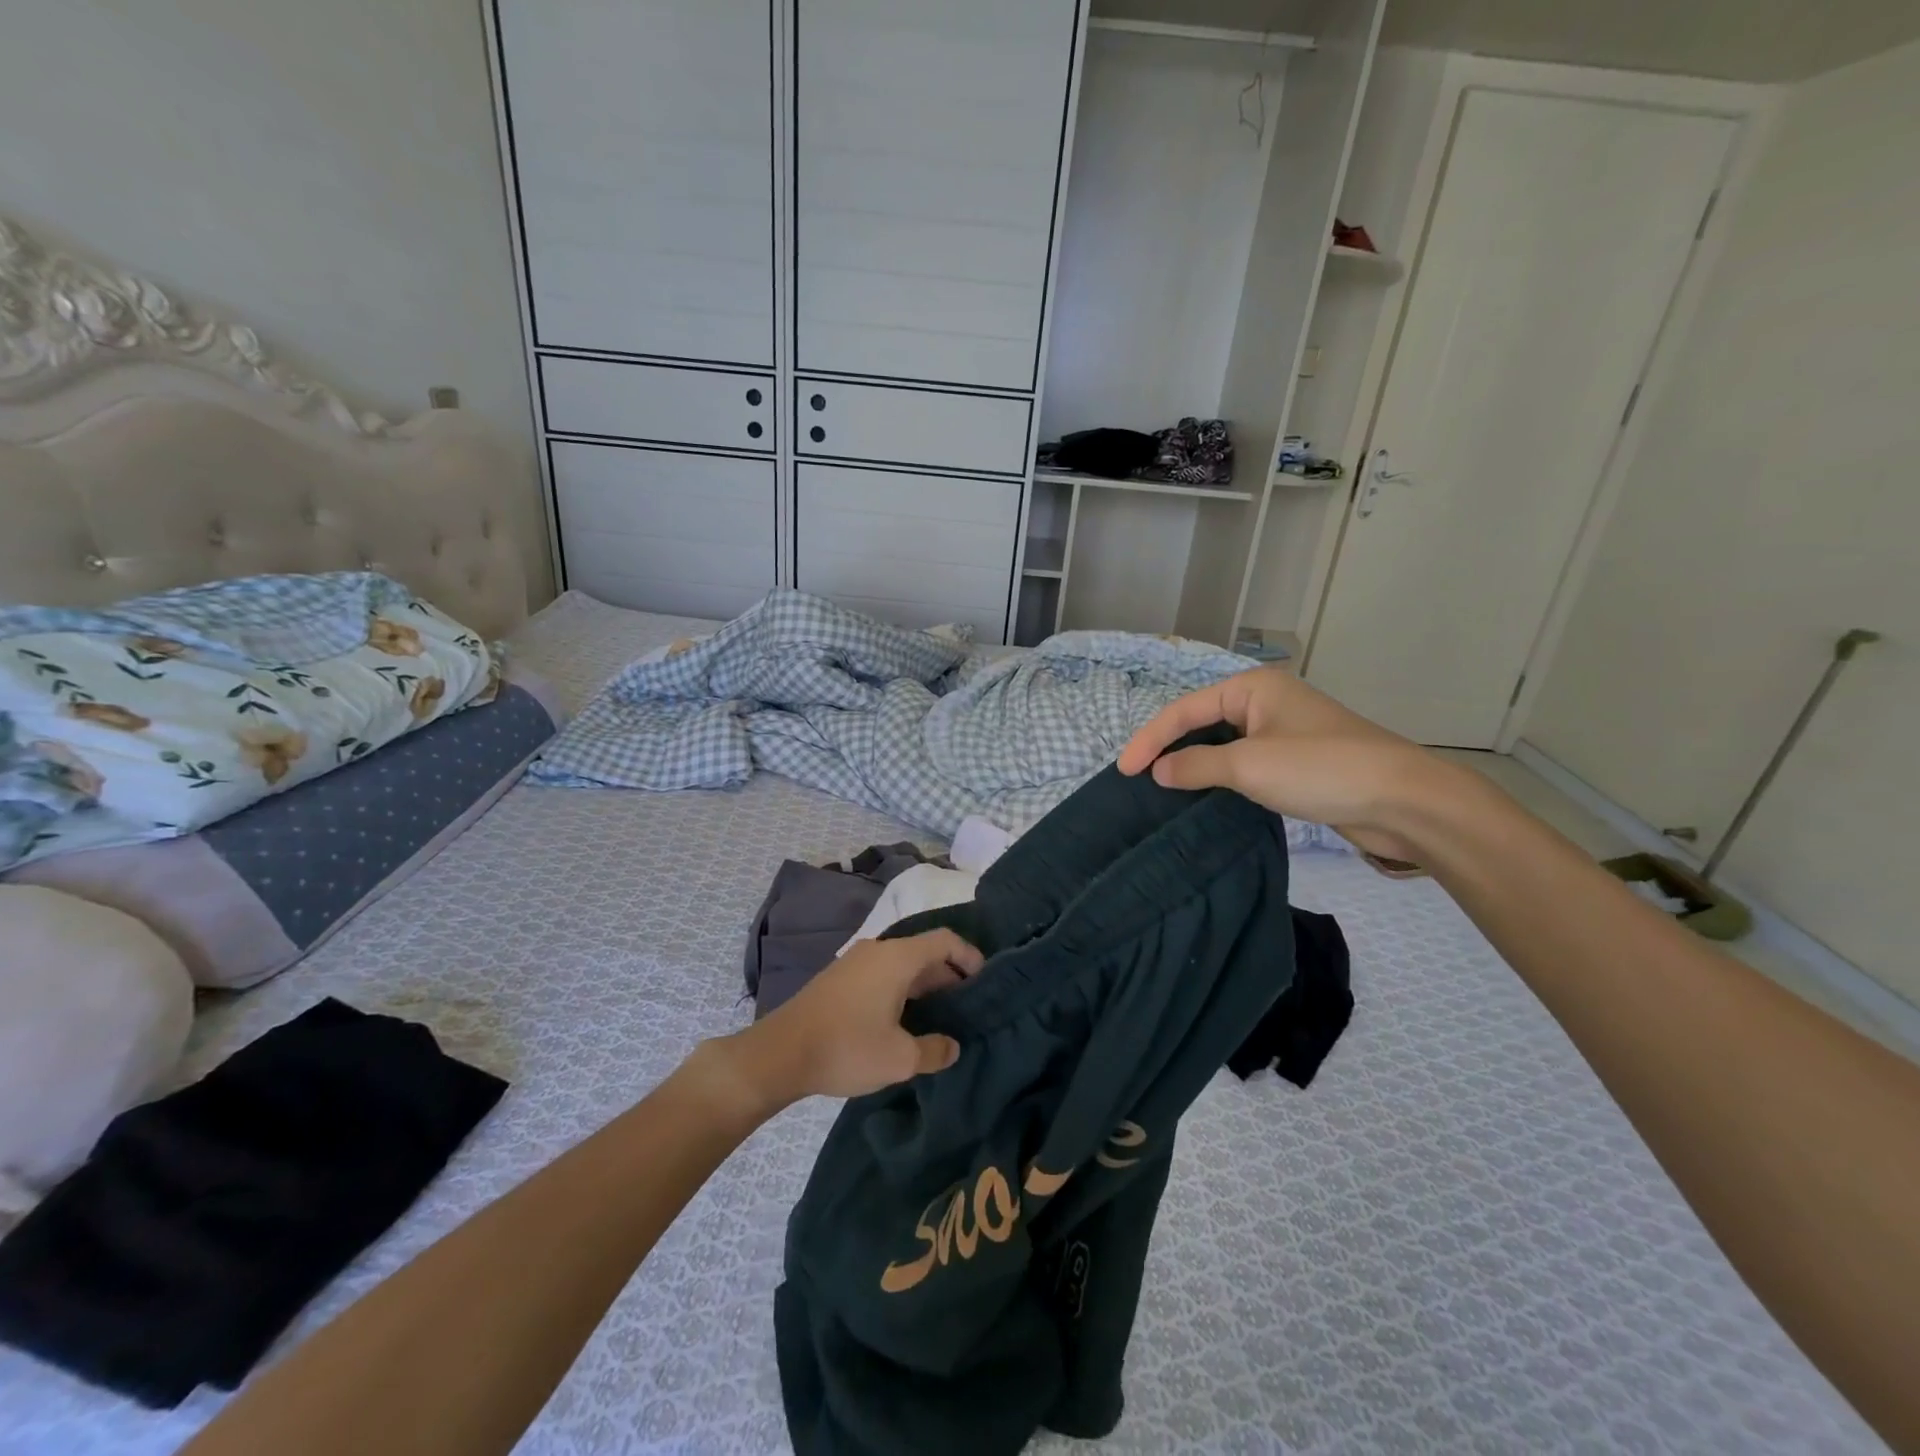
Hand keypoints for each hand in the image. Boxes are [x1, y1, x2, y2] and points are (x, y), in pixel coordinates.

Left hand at [718, 930, 982, 1111]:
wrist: (780, 1053)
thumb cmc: (846, 1047)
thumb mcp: (900, 1058)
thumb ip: (935, 1050)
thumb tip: (952, 1046)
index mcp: (898, 958)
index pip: (945, 940)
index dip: (970, 955)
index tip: (986, 980)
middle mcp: (879, 950)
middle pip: (925, 951)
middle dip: (950, 975)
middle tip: (969, 1006)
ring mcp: (856, 962)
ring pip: (903, 964)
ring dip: (925, 985)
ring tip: (942, 1016)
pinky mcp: (840, 978)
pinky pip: (883, 974)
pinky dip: (903, 989)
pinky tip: (904, 1020)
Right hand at [1116, 666, 1432, 862]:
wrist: (1403, 801)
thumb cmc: (1321, 769)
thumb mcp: (1249, 766)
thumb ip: (1196, 765)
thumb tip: (1158, 772)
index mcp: (1252, 687)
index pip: (1185, 710)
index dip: (1150, 739)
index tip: (1124, 771)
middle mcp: (1265, 703)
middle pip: (1201, 723)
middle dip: (1169, 748)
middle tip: (1138, 778)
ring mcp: (1281, 732)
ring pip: (1222, 745)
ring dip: (1193, 765)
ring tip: (1162, 788)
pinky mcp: (1295, 762)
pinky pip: (1243, 764)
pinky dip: (1219, 778)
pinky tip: (1203, 796)